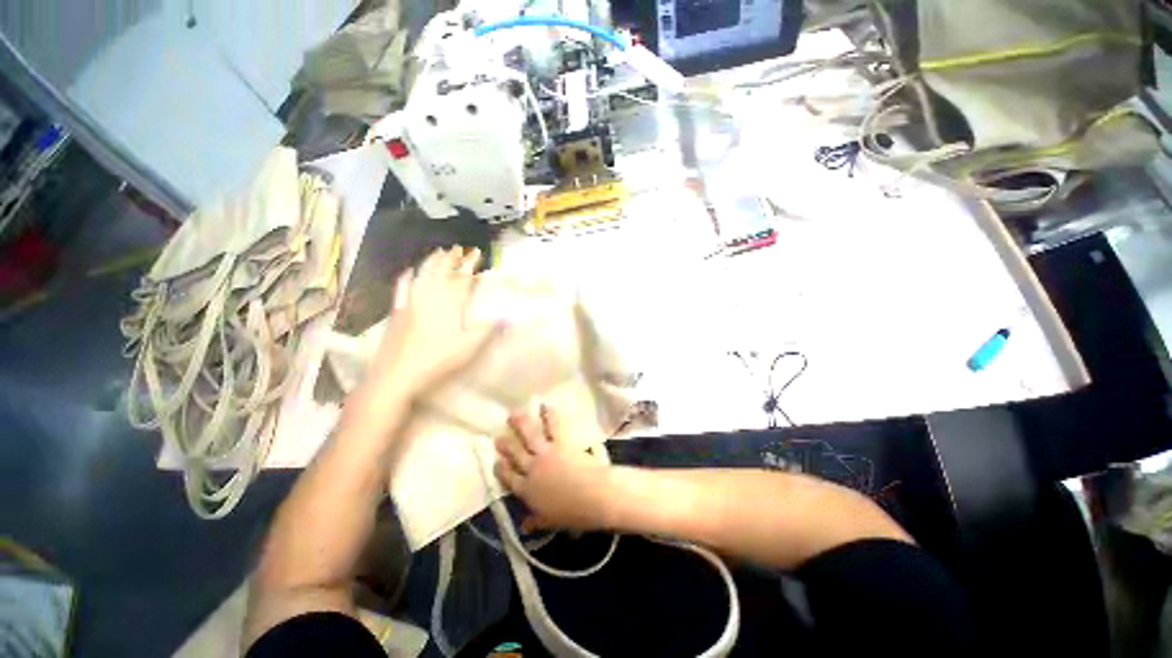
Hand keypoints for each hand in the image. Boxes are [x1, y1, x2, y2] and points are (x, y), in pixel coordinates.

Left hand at [370, 247, 500, 397]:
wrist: (397, 374)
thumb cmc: (437, 361)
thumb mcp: (468, 347)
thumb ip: (487, 329)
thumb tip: (508, 315)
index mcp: (448, 304)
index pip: (462, 278)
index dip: (470, 264)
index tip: (478, 253)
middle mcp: (429, 297)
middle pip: (441, 272)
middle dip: (452, 258)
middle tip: (459, 248)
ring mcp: (411, 302)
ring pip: (422, 275)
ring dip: (432, 262)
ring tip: (439, 252)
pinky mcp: (398, 311)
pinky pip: (402, 287)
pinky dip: (407, 277)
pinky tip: (408, 270)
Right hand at [494, 406, 612, 531]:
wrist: (593, 495)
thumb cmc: (573, 514)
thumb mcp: (551, 521)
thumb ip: (536, 520)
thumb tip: (524, 526)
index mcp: (527, 491)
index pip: (509, 479)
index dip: (502, 470)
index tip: (497, 462)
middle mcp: (532, 468)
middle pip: (515, 454)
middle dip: (505, 445)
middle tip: (499, 437)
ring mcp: (545, 452)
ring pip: (528, 435)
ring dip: (520, 424)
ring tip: (513, 415)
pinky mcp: (561, 442)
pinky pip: (552, 425)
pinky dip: (548, 414)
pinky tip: (544, 406)